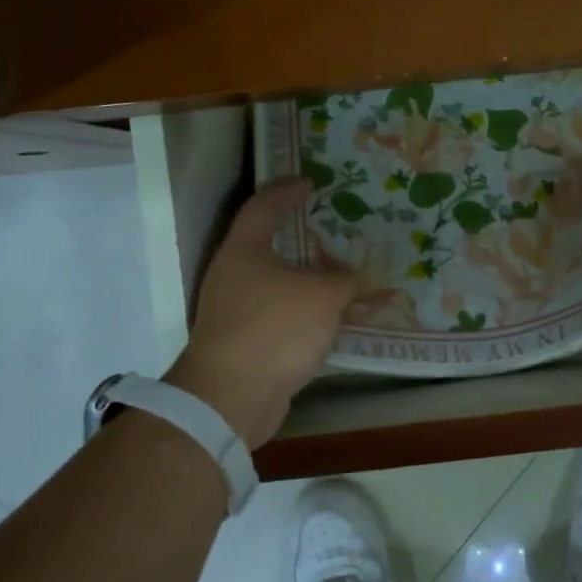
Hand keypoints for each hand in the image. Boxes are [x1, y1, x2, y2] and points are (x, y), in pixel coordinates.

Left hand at [165, 180, 358, 448]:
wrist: (231, 398)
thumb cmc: (274, 330)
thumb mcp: (322, 297)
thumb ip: (343, 279)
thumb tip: (350, 278)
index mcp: (244, 250)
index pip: (264, 206)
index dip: (287, 191)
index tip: (310, 183)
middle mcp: (232, 275)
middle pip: (267, 244)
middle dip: (299, 236)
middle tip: (331, 229)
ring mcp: (233, 310)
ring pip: (275, 283)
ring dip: (304, 279)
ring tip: (338, 275)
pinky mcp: (242, 342)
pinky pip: (278, 315)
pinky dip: (302, 311)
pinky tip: (328, 319)